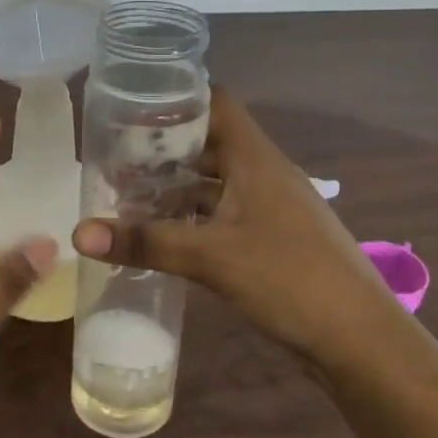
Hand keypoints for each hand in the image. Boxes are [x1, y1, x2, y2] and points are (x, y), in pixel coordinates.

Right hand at [72, 90, 394, 368]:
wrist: (359, 339)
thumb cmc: (289, 278)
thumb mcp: (211, 257)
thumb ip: (146, 242)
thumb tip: (78, 233)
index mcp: (256, 159)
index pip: (216, 103)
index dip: (178, 98)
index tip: (132, 106)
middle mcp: (264, 175)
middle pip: (210, 144)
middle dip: (165, 149)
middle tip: (116, 157)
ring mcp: (270, 209)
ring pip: (216, 184)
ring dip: (177, 188)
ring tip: (129, 195)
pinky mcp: (272, 241)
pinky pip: (224, 216)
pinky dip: (193, 219)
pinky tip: (163, 236)